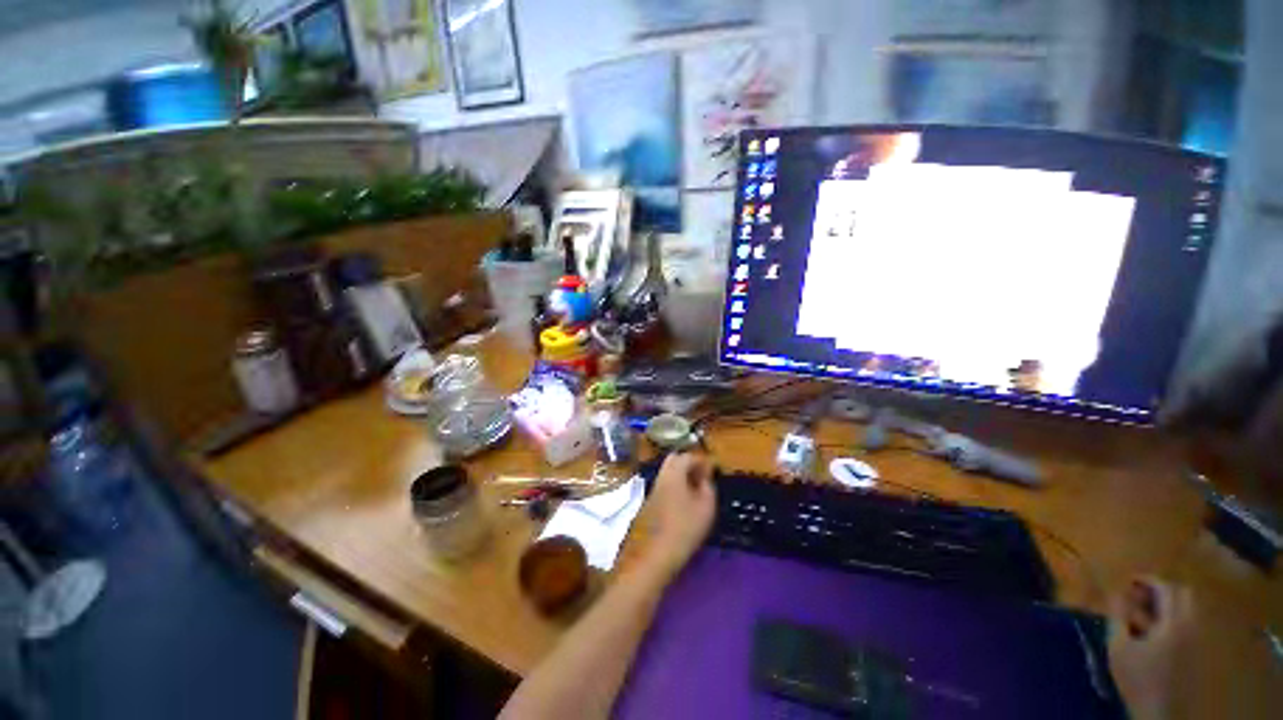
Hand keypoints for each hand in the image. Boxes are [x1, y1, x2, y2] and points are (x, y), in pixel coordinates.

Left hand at [642, 452, 716, 578]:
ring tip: (696, 488)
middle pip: (674, 460)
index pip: (687, 456)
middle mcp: (661, 476)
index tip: (713, 470)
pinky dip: (676, 484)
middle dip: (689, 463)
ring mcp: (654, 488)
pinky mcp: (650, 501)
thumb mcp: (706, 507)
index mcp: (674, 473)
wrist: (657, 554)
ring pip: (668, 472)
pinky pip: (665, 483)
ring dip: (682, 474)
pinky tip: (685, 499)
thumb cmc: (685, 528)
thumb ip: (708, 487)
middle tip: (703, 475)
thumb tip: (706, 478)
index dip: (702, 460)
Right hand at [1108, 577, 1195, 719]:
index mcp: (1175, 622)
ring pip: (1187, 610)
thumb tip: (1116, 592)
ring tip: (1144, 612)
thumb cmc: (1137, 678)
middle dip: (1162, 590)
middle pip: (1184, 595)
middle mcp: (1191, 626)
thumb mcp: (1119, 647)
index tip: (1128, 580)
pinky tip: (1155, 630)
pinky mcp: (1195, 651)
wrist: (1159, 712)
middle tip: (1139, 594)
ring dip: (1167, 604)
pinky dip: (1172, 619)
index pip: (1167, 588)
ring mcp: (1196, 639)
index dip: (1148, 580)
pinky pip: (1187, 623)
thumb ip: (1118, 616)